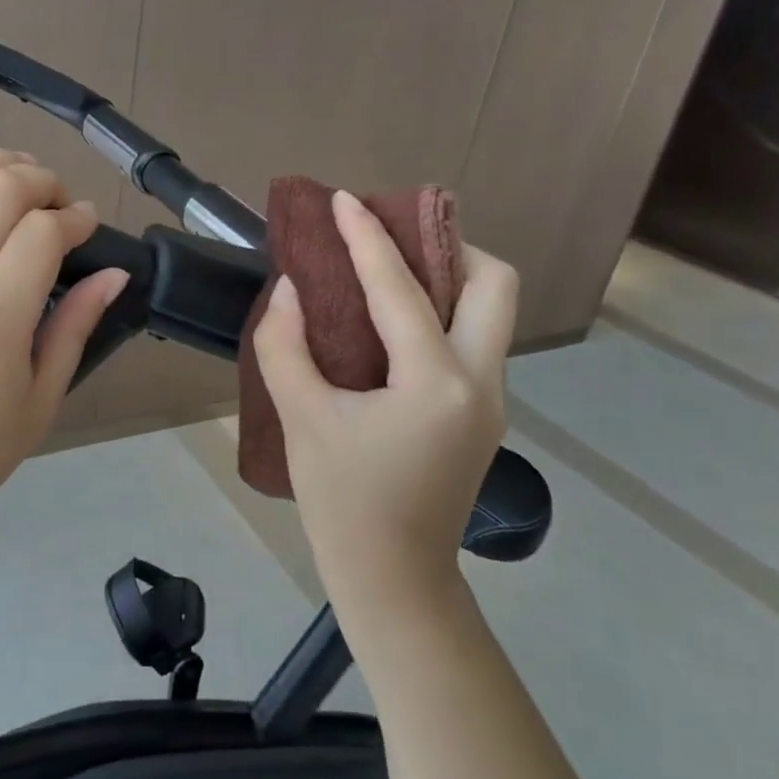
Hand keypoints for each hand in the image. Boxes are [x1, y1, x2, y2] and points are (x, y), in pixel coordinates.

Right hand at [251, 190, 517, 619]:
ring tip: (388, 272)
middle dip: (448, 246)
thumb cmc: (343, 502)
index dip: (367, 237)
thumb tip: (289, 289)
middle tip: (392, 241)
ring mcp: (490, 400)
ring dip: (447, 278)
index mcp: (436, 382)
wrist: (393, 579)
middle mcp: (480, 381)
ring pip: (489, 312)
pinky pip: (472, 341)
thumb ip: (286, 346)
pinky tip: (392, 325)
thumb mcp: (301, 419)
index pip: (401, 289)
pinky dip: (439, 314)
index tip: (343, 199)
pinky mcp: (481, 415)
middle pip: (492, 284)